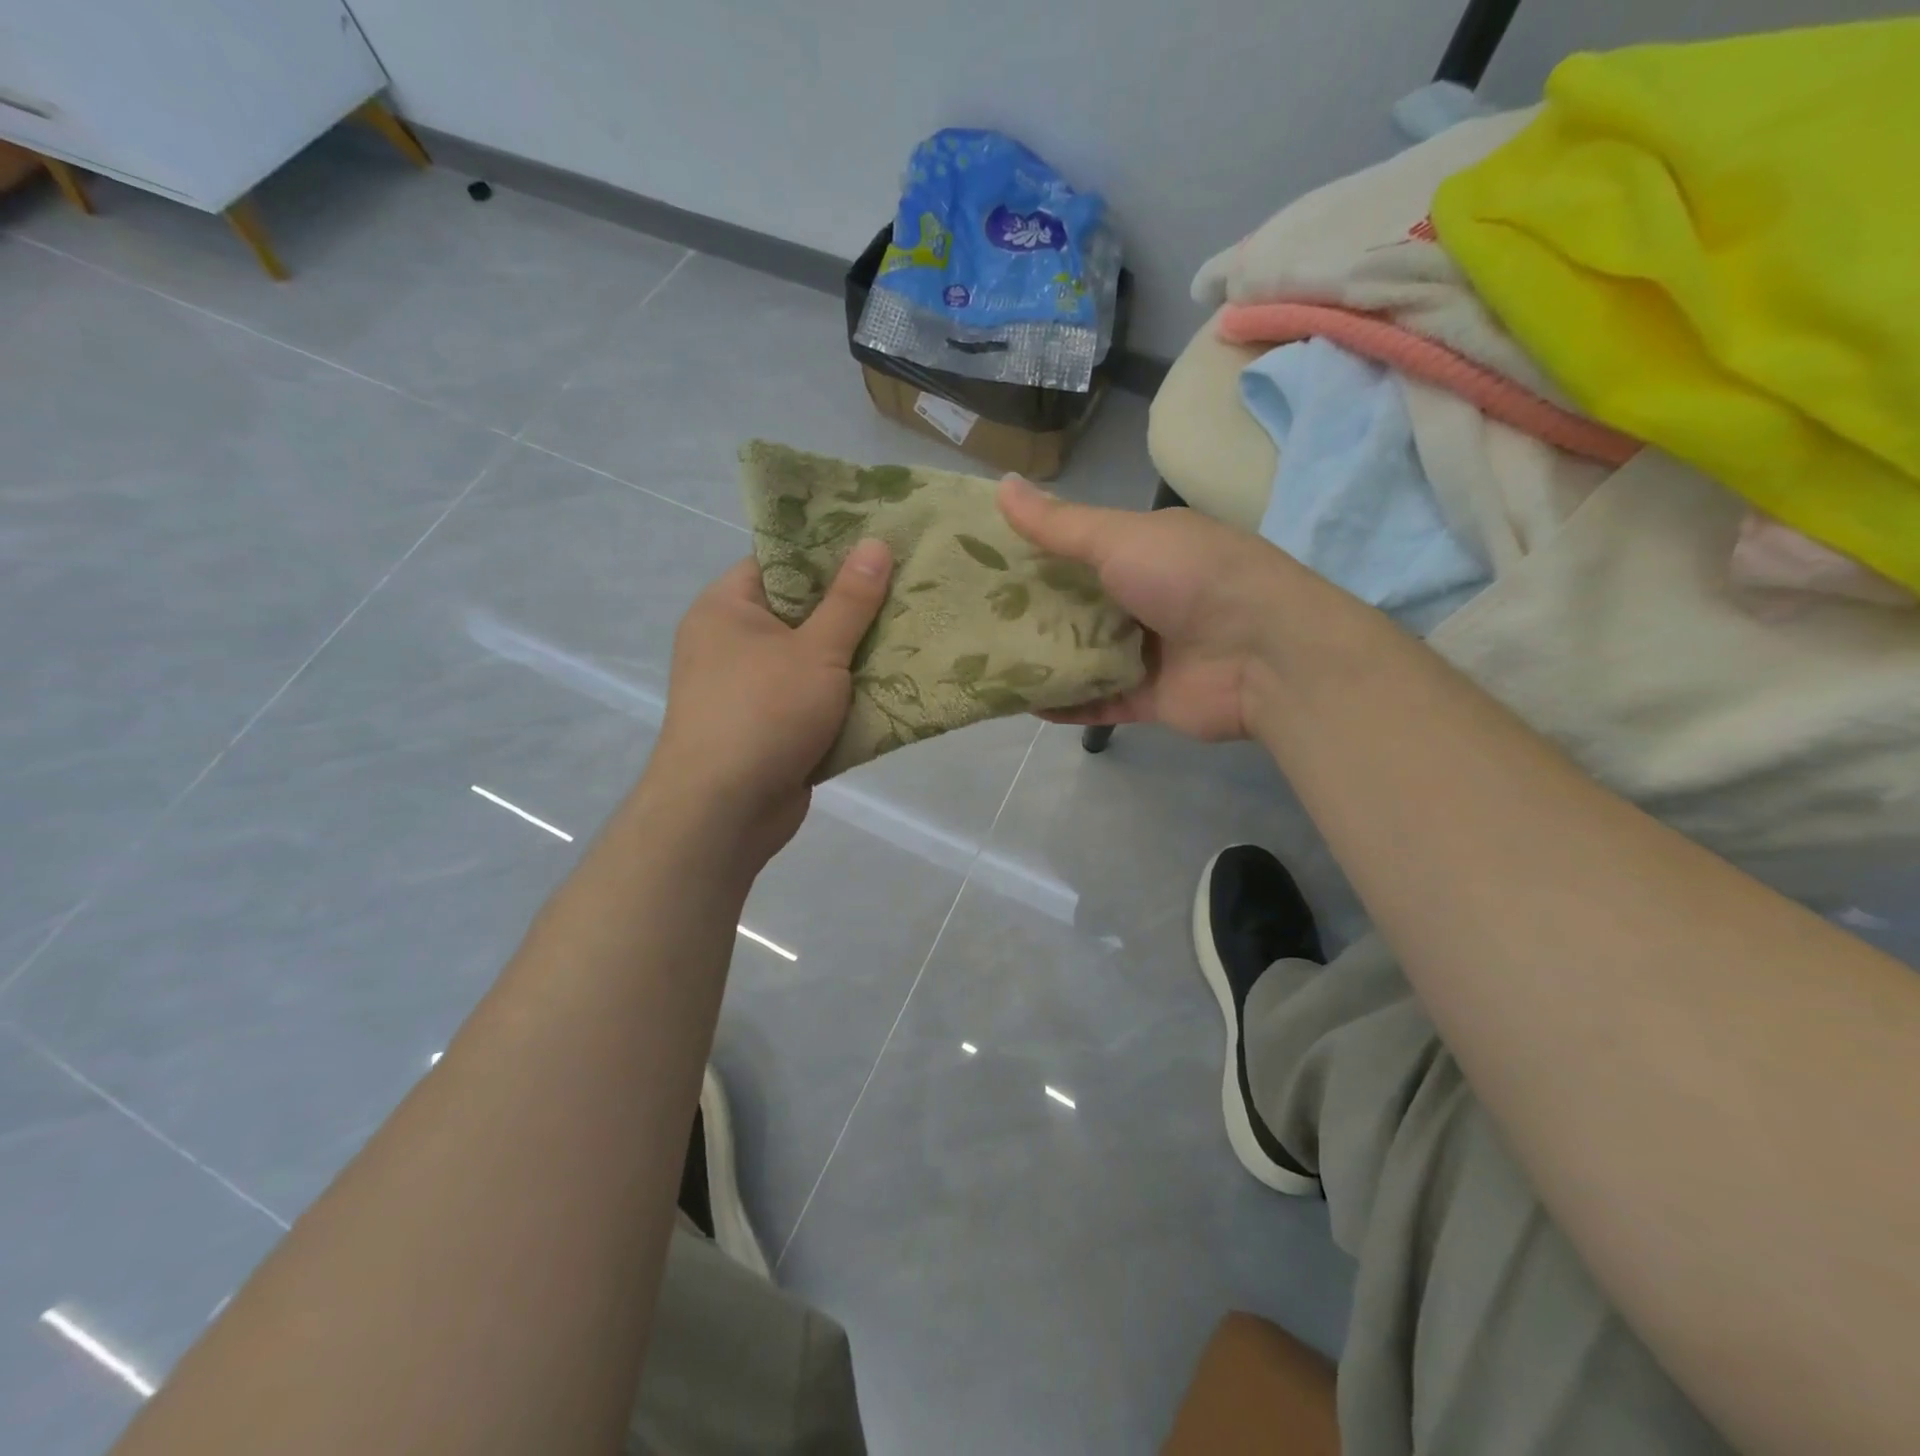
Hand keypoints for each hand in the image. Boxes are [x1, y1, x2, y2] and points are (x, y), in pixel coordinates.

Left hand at [651, 539, 891, 858]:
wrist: (724, 811)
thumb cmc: (764, 713)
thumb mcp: (816, 650)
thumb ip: (850, 600)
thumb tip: (875, 543)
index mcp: (727, 607)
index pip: (781, 562)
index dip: (829, 554)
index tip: (880, 548)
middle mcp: (731, 642)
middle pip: (801, 612)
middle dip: (853, 609)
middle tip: (909, 590)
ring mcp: (749, 688)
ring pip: (812, 659)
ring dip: (855, 657)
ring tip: (913, 634)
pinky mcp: (769, 727)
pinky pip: (813, 699)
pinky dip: (845, 697)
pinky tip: (893, 687)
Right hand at [999, 476, 1313, 741]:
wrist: (1266, 654)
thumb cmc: (1190, 578)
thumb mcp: (1120, 537)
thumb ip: (1059, 523)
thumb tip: (1001, 485)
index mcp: (1143, 551)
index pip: (1076, 549)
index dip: (1029, 552)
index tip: (977, 560)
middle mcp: (1144, 598)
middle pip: (1075, 606)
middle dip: (1029, 612)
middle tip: (968, 617)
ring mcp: (1149, 651)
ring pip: (1084, 657)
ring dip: (1043, 660)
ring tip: (983, 663)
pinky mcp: (1150, 698)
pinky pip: (1099, 702)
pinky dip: (1066, 704)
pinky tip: (1022, 703)